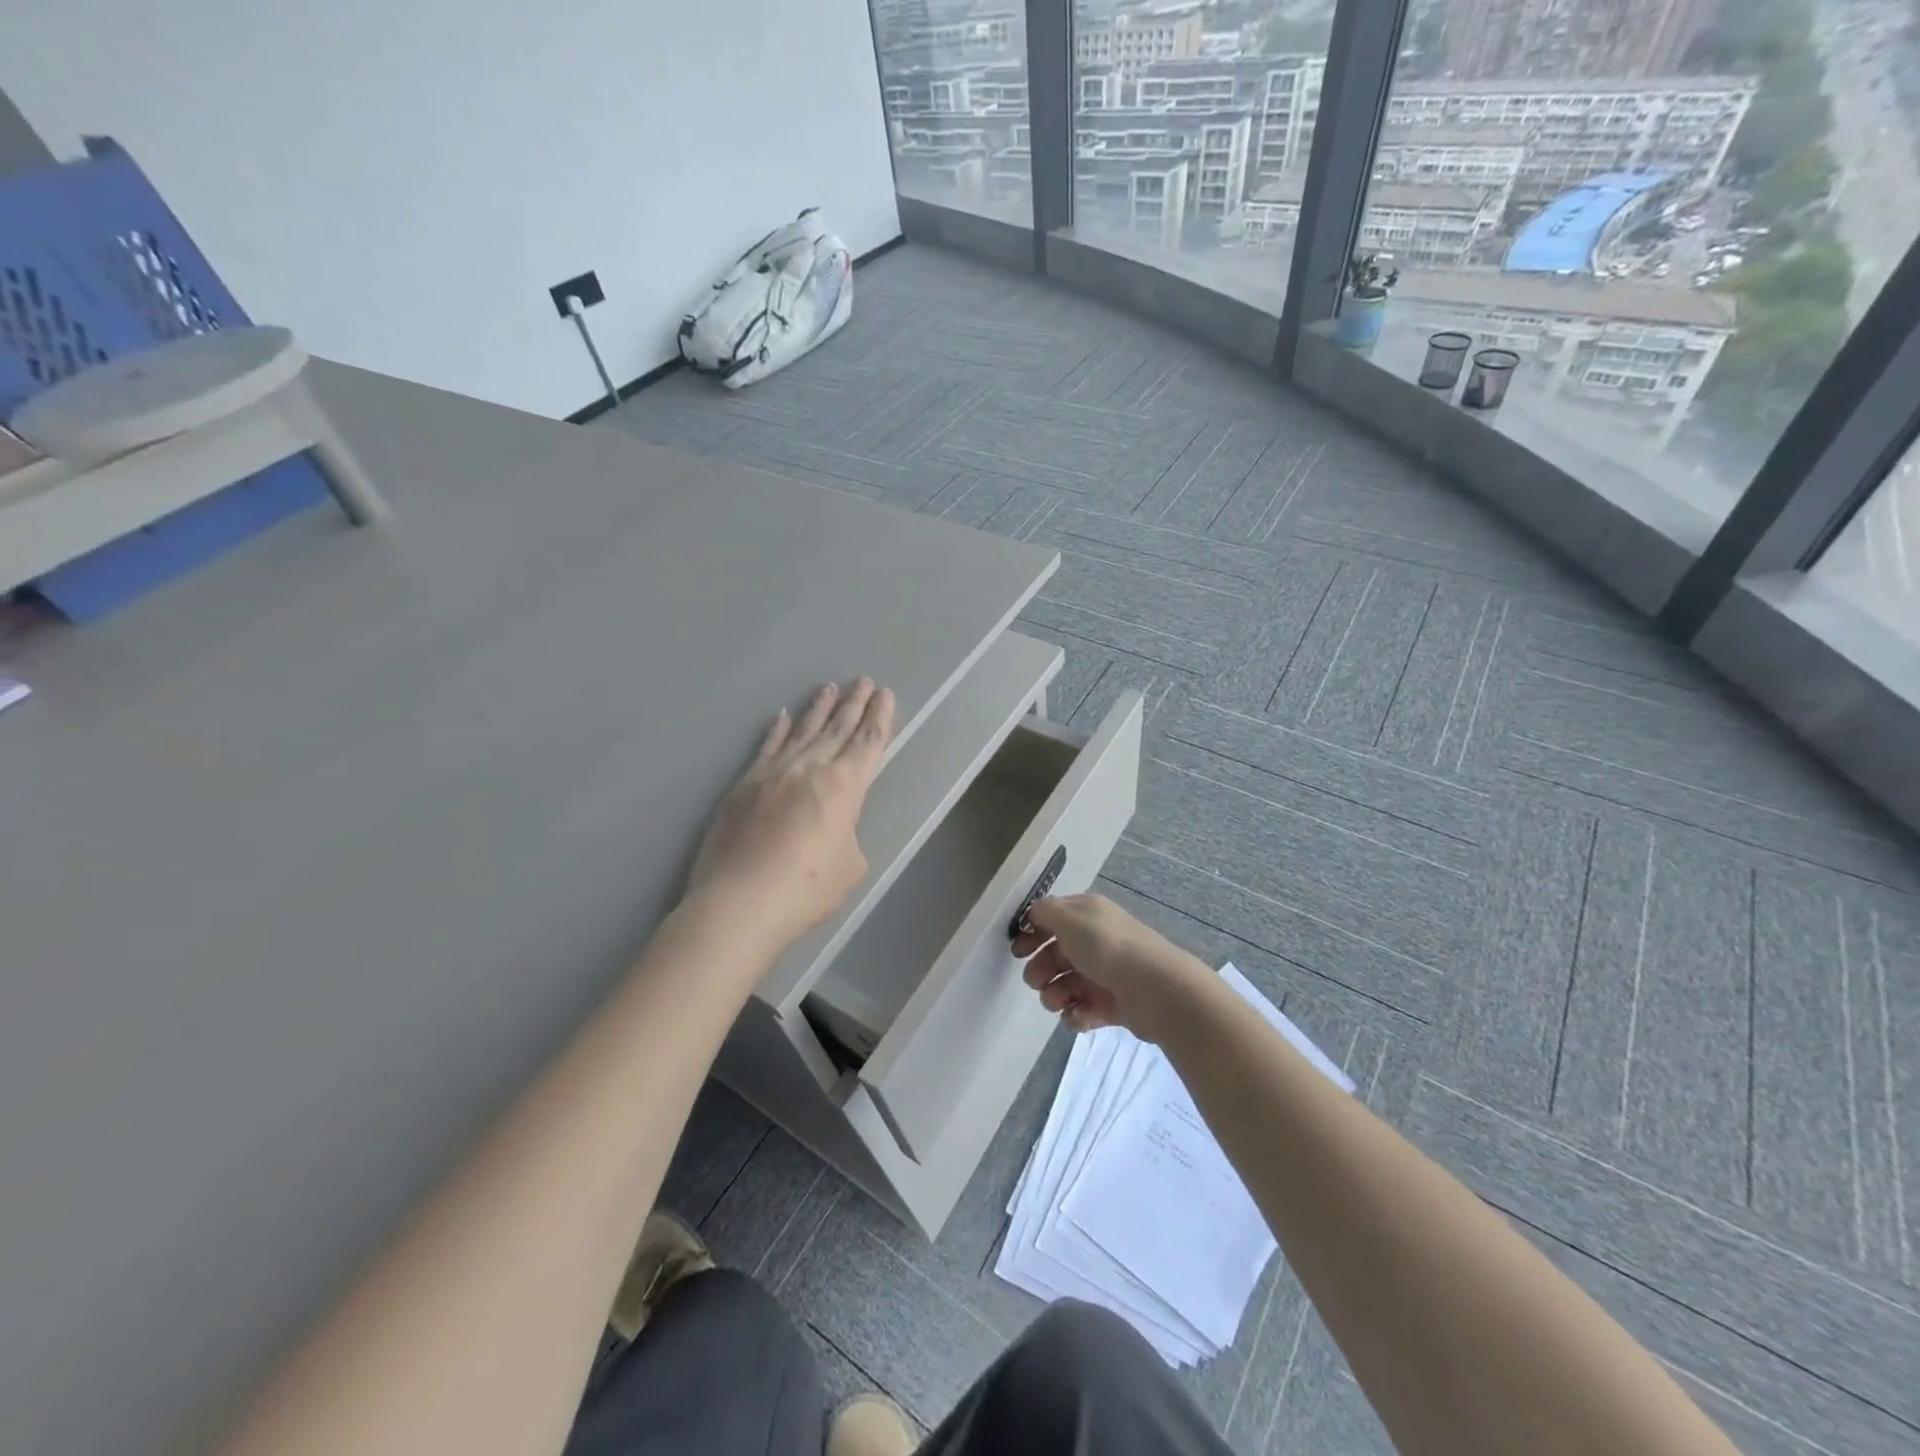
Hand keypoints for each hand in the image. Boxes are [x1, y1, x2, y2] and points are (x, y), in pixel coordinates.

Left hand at [687, 678, 895, 951]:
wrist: (739, 903)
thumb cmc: (806, 890)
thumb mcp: (851, 865)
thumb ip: (847, 833)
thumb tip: (830, 823)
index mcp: (844, 786)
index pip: (868, 743)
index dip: (879, 717)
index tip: (884, 694)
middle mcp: (810, 768)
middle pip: (837, 728)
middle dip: (854, 704)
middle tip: (863, 680)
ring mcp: (773, 772)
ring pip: (802, 731)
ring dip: (818, 709)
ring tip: (829, 688)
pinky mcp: (743, 785)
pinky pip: (765, 748)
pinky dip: (776, 731)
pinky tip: (781, 716)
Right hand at [1012, 894, 1209, 1042]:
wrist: (1155, 990)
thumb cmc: (1107, 947)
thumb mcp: (1069, 918)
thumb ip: (1044, 912)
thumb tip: (1033, 913)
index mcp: (1086, 915)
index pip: (1051, 919)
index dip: (1032, 933)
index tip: (1018, 951)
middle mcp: (1095, 941)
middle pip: (1055, 955)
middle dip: (1040, 970)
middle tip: (1037, 981)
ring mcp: (1104, 973)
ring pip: (1065, 984)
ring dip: (1054, 995)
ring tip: (1059, 1003)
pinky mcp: (1112, 1004)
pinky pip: (1083, 1009)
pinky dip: (1076, 1014)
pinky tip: (1078, 1016)